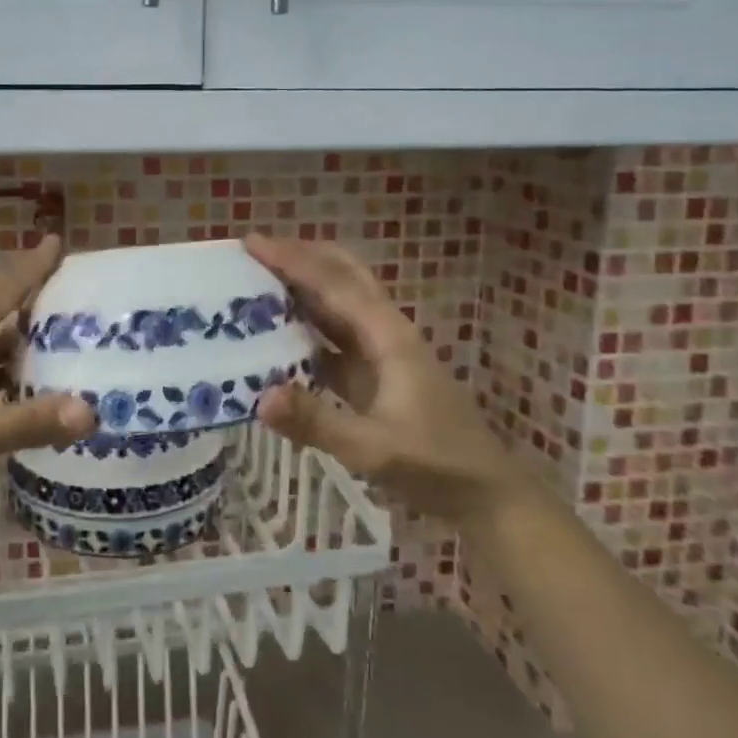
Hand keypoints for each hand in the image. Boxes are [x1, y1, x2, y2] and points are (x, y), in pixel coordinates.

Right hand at [246, 235, 522, 520]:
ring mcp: (381, 353)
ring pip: (338, 304)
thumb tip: (260, 397)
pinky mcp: (374, 376)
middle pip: (343, 276)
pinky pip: (333, 338)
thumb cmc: (436, 465)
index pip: (334, 285)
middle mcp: (384, 333)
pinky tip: (275, 337)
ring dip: (302, 288)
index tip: (252, 243)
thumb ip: (317, 423)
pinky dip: (304, 327)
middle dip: (301, 257)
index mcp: (388, 336)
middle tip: (254, 253)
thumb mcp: (373, 450)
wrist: (486, 494)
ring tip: (256, 283)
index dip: (293, 260)